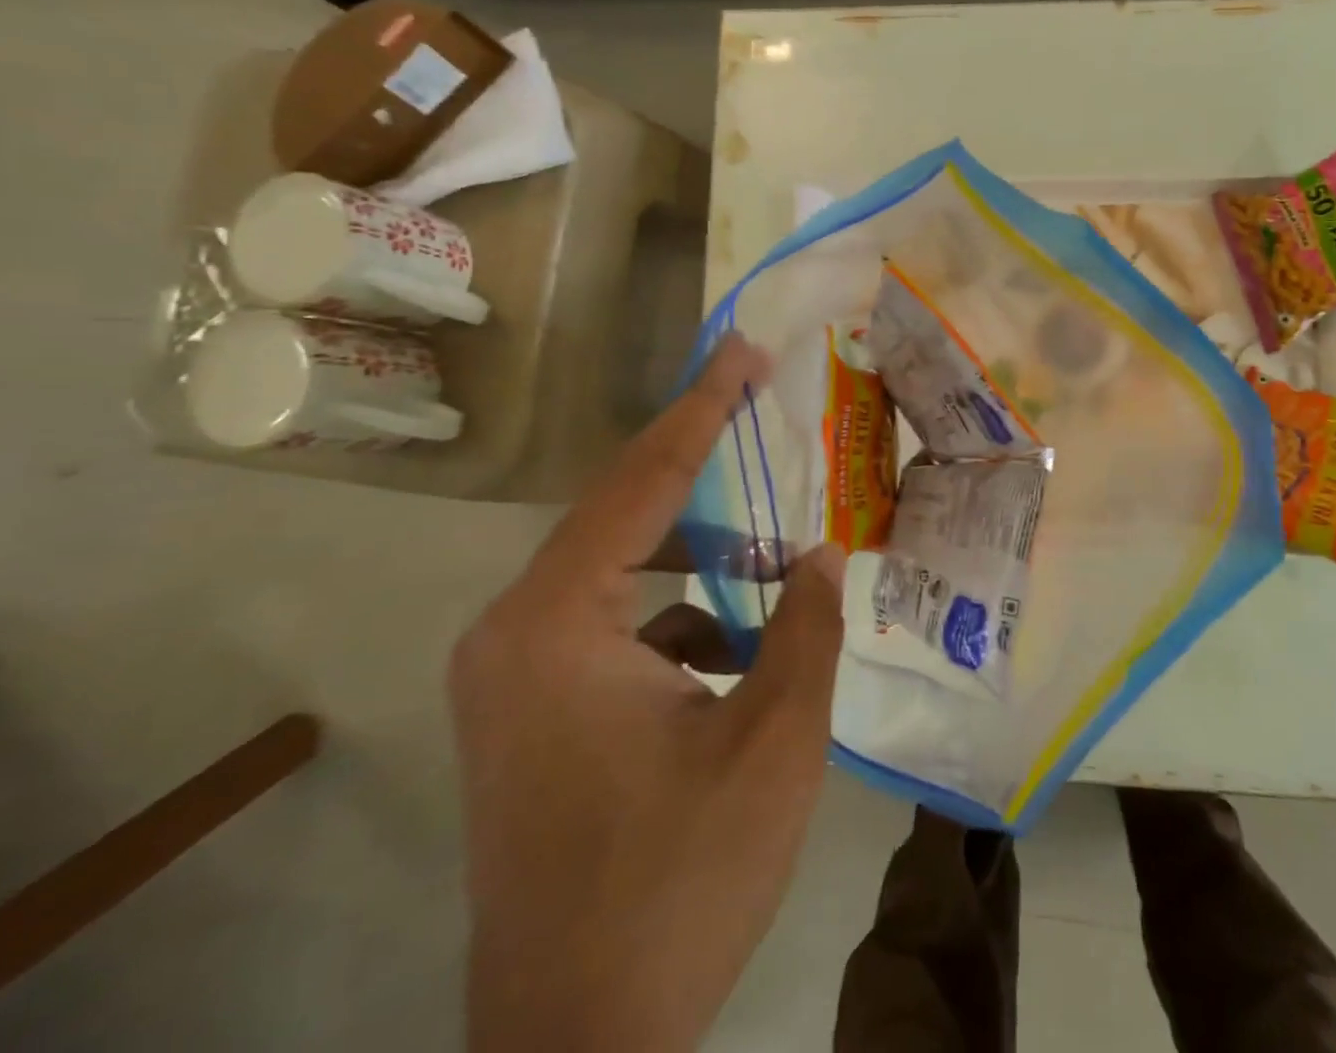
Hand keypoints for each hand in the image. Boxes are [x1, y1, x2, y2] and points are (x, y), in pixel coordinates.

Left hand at [450, 336, 844, 1052]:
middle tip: (764, 413)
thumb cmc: (676, 885)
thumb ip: (806, 627)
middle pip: (623, 514)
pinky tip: (739, 641)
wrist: (578, 1050)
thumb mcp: (773, 743)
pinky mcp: (530, 711)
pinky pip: (613, 623)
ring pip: (620, 570)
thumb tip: (821, 552)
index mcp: (555, 624)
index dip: (703, 408)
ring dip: (698, 551)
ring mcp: (513, 675)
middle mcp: (514, 632)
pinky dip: (679, 611)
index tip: (744, 352)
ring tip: (774, 548)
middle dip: (702, 465)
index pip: (642, 480)